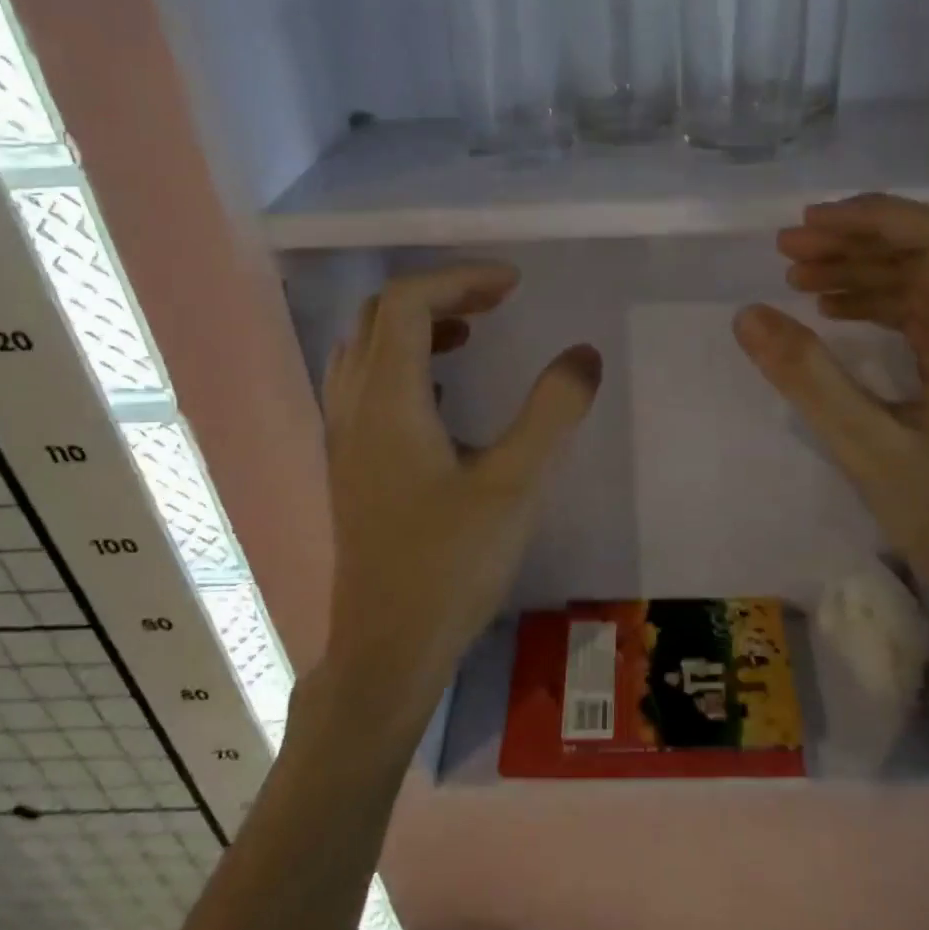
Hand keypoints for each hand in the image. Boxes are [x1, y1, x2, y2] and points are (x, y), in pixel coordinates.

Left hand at [322, 262, 601, 712]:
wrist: (387, 651)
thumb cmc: (450, 566)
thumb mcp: (515, 485)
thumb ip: (552, 412)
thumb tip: (583, 354)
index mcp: (388, 400)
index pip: (407, 302)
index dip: (460, 279)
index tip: (513, 285)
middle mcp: (354, 407)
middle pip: (380, 316)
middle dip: (439, 295)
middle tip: (496, 302)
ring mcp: (345, 437)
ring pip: (366, 349)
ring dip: (416, 327)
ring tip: (472, 335)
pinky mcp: (352, 465)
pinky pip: (367, 385)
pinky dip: (405, 363)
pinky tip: (446, 396)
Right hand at [732, 194, 928, 622]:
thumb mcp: (869, 448)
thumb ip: (809, 378)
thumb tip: (749, 315)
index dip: (872, 217)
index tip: (808, 225)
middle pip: (925, 250)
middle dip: (854, 239)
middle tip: (786, 249)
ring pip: (918, 279)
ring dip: (858, 269)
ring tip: (795, 274)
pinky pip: (917, 314)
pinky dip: (871, 302)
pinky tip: (830, 311)